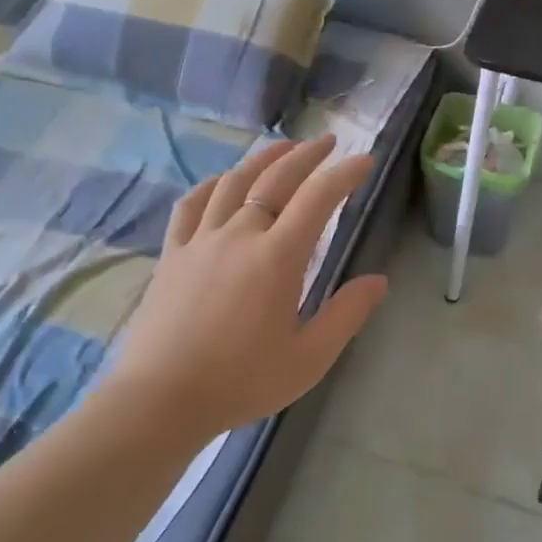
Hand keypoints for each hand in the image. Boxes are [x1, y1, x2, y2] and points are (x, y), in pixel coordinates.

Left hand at [104, 135, 388, 440]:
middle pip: (276, 179)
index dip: (344, 174)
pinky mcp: (172, 253)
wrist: (162, 398)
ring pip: (234, 182)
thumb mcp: (308, 358)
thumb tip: (379, 280)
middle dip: (306, 155)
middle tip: (327, 142)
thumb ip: (346, 314)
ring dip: (262, 159)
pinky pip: (192, 204)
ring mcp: (201, 240)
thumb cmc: (241, 381)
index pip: (318, 198)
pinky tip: (222, 181)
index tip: (364, 160)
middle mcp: (240, 235)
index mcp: (277, 257)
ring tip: (282, 149)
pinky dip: (212, 184)